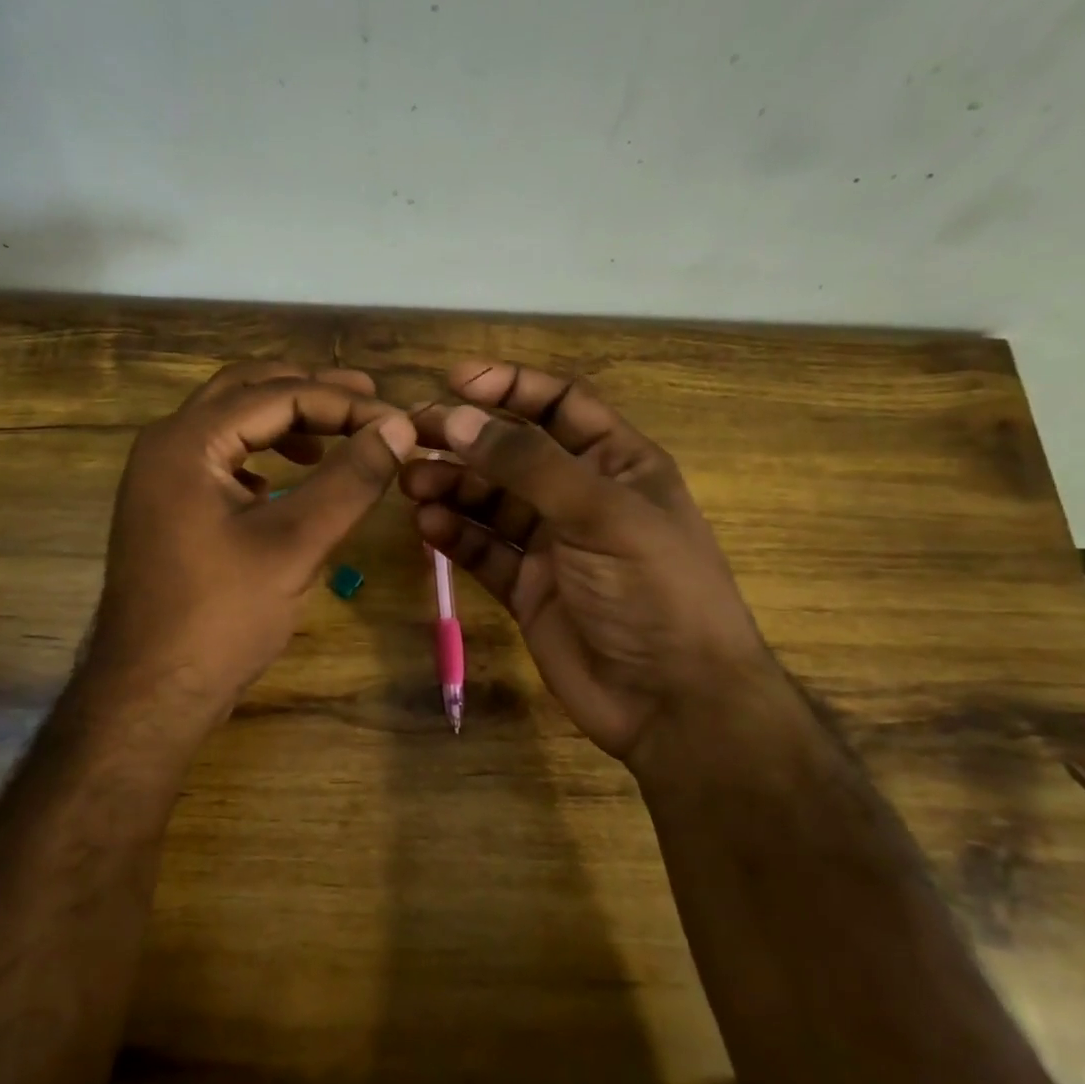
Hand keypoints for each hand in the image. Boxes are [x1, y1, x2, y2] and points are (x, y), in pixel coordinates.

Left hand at [87, 361, 415, 720]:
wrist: (149, 693)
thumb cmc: (221, 617)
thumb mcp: (295, 544)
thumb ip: (350, 480)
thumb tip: (398, 428)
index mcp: (187, 441)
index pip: (277, 395)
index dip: (344, 403)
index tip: (397, 422)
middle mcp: (166, 445)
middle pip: (246, 391)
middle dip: (310, 393)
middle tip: (369, 402)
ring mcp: (160, 477)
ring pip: (230, 423)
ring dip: (284, 420)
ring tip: (336, 438)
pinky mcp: (167, 508)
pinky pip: (219, 458)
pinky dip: (260, 454)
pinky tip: (287, 479)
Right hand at [403, 360, 772, 759]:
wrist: (673, 703)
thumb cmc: (653, 590)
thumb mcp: (599, 514)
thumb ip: (527, 465)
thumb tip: (459, 418)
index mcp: (617, 464)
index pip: (560, 404)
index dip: (510, 386)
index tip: (454, 380)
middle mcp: (581, 497)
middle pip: (512, 452)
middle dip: (466, 438)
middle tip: (412, 433)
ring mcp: (551, 545)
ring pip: (490, 501)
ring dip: (451, 485)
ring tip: (412, 482)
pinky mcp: (526, 588)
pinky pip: (482, 549)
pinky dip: (454, 534)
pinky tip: (427, 524)